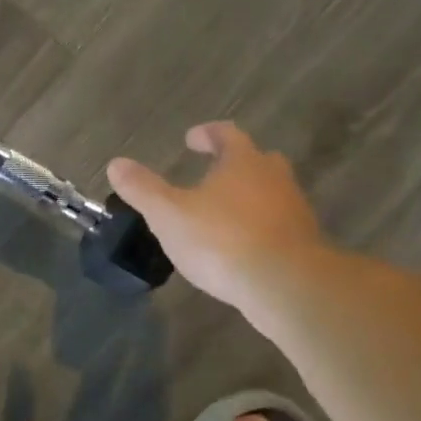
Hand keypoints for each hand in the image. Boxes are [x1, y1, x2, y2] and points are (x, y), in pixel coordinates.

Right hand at [107, 122, 323, 307]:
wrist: (286, 285)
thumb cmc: (222, 240)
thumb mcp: (168, 214)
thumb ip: (142, 188)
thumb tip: (116, 163)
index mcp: (243, 162)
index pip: (227, 134)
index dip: (208, 134)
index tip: (192, 139)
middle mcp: (274, 178)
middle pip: (257, 160)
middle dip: (234, 164)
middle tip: (213, 173)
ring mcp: (294, 211)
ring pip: (271, 194)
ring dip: (249, 198)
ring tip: (222, 215)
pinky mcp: (304, 244)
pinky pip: (278, 226)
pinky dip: (260, 229)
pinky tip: (241, 248)